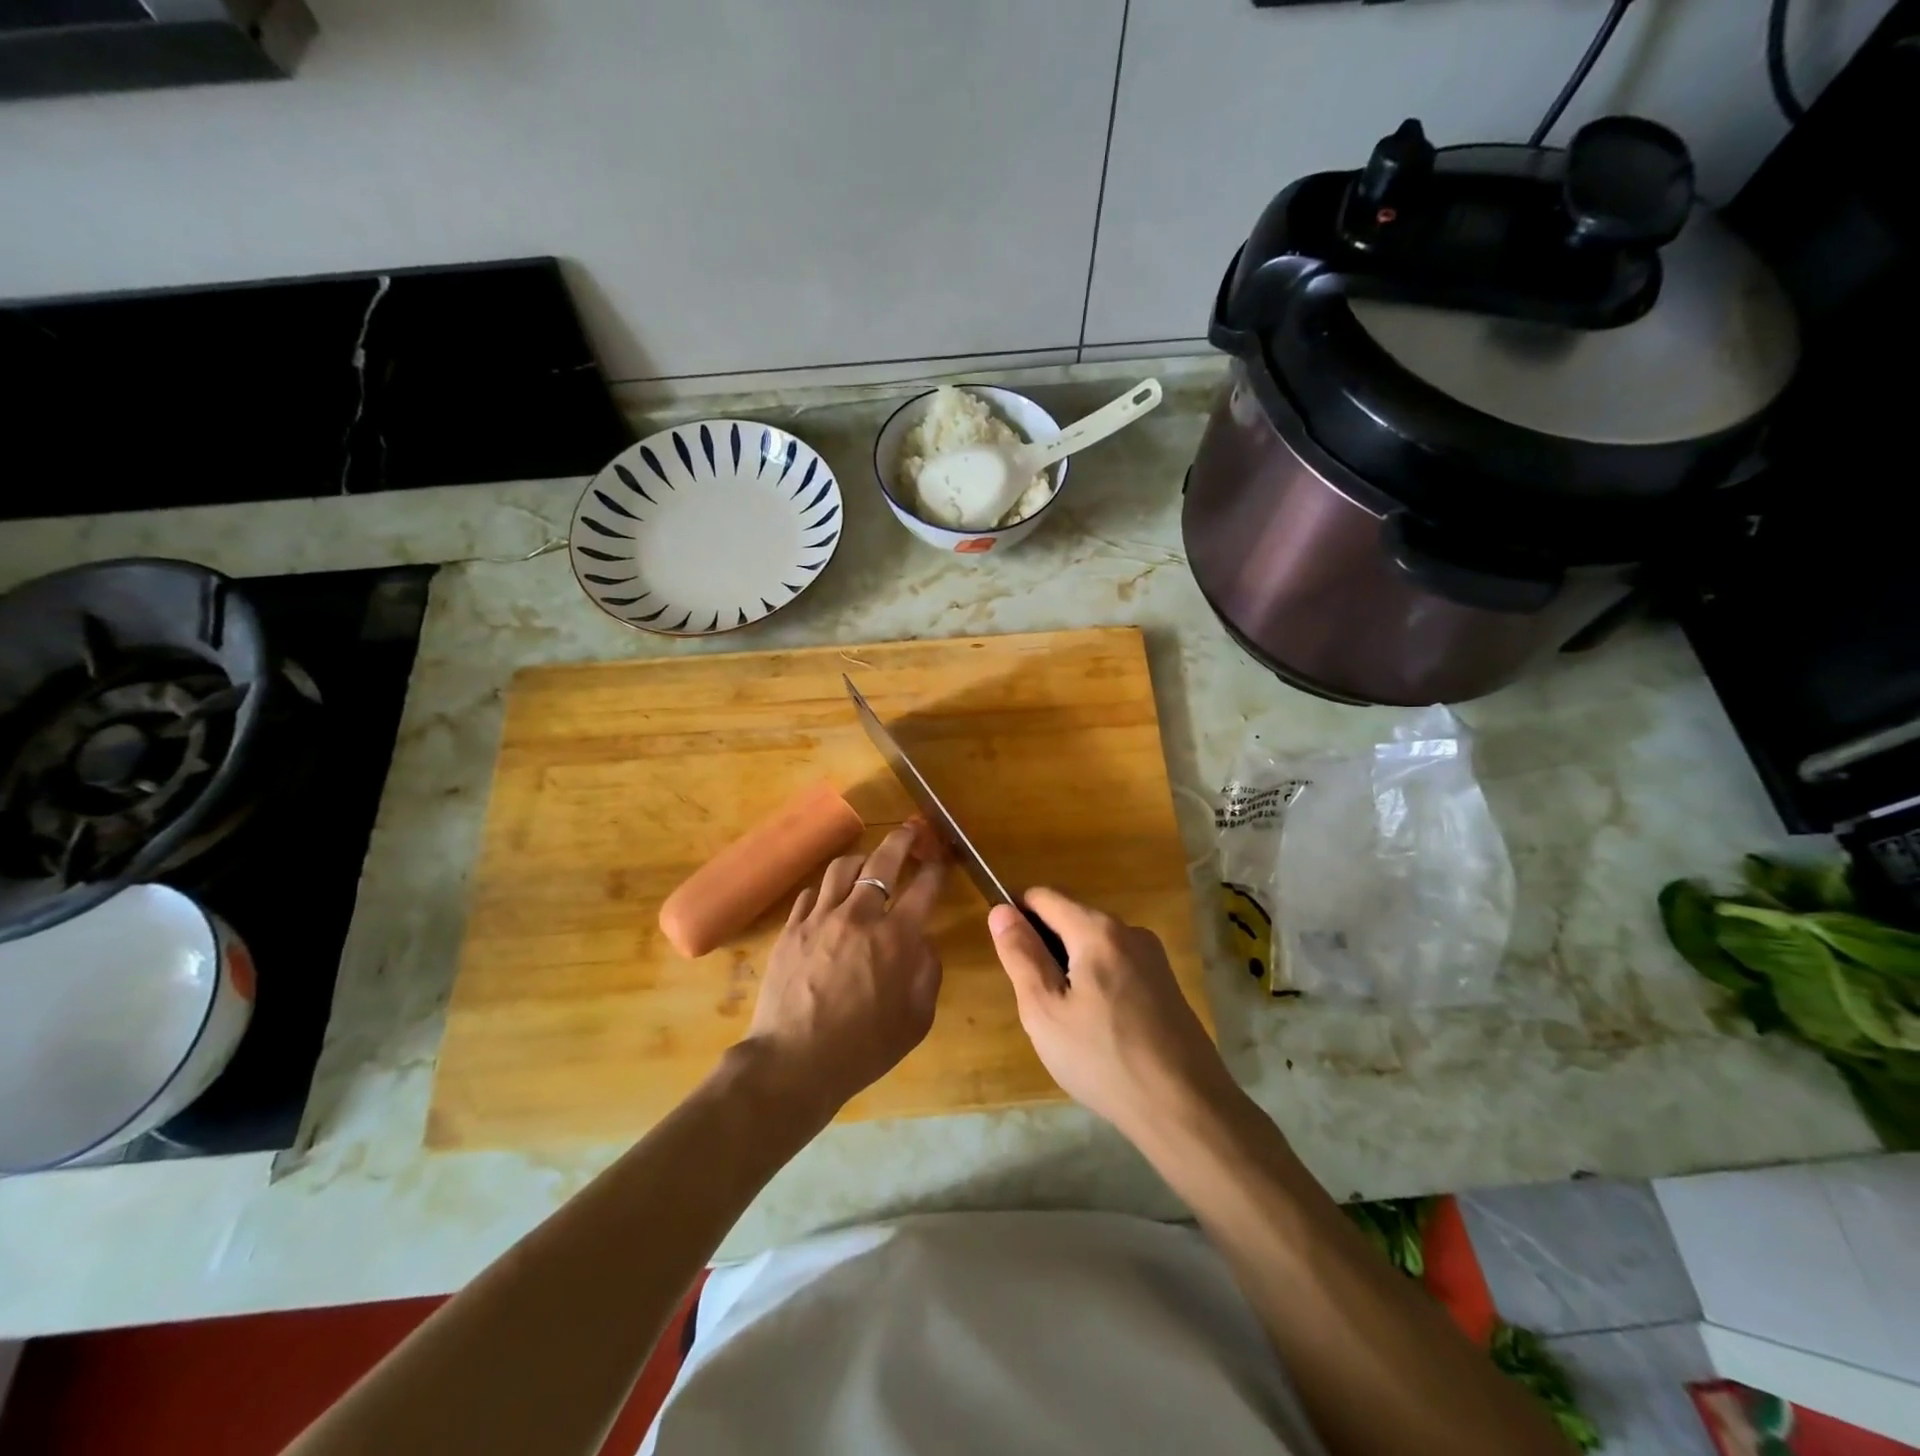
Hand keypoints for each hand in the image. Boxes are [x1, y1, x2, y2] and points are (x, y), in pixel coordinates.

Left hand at [744, 823, 946, 1120]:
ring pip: (842, 868)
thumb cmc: (863, 1048)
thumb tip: (924, 943)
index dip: (937, 869)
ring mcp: (820, 918)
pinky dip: (827, 889)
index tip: (941, 860)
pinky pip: (811, 893)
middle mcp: (859, 916)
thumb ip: (927, 973)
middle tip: (910, 831)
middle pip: (883, 861)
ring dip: (862, 860)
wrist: (794, 1063)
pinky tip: (831, 898)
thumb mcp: (916, 1019)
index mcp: (896, 938)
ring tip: (868, 864)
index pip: (924, 887)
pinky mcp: (791, 928)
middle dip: (902, 840)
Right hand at [989, 888, 1234, 1141]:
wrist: (1186, 1108)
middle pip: (1071, 918)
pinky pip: (1117, 965)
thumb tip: (1001, 911)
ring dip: (1071, 968)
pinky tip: (1099, 1030)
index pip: (1043, 896)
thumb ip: (1021, 956)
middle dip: (1045, 948)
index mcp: (1098, 930)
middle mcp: (1129, 930)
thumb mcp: (1045, 1011)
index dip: (1017, 916)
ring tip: (1069, 1023)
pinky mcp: (1166, 983)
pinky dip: (1097, 983)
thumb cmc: (1103, 1059)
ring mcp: (1153, 957)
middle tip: (1039, 1003)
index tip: (1010, 958)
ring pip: (1094, 945)